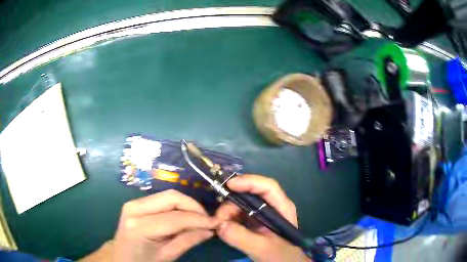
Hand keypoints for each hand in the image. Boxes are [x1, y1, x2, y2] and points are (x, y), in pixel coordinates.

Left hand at [112, 189, 219, 261]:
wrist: (121, 257)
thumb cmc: (143, 261)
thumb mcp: (167, 256)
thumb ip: (188, 241)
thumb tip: (210, 229)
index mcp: (140, 227)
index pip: (176, 218)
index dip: (199, 219)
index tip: (216, 223)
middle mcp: (135, 208)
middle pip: (172, 197)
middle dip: (194, 207)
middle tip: (207, 220)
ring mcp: (133, 202)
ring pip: (168, 195)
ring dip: (187, 205)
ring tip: (198, 219)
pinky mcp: (136, 202)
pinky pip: (162, 199)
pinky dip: (178, 205)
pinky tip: (185, 216)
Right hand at [215, 175, 310, 261]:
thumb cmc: (280, 256)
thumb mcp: (262, 248)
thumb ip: (242, 237)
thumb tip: (220, 224)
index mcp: (281, 208)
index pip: (268, 187)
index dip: (249, 182)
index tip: (229, 185)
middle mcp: (271, 206)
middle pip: (249, 194)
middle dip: (232, 204)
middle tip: (219, 219)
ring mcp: (261, 214)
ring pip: (240, 204)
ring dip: (228, 213)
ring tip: (221, 227)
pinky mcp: (252, 221)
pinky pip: (237, 214)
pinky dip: (228, 219)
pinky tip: (225, 228)